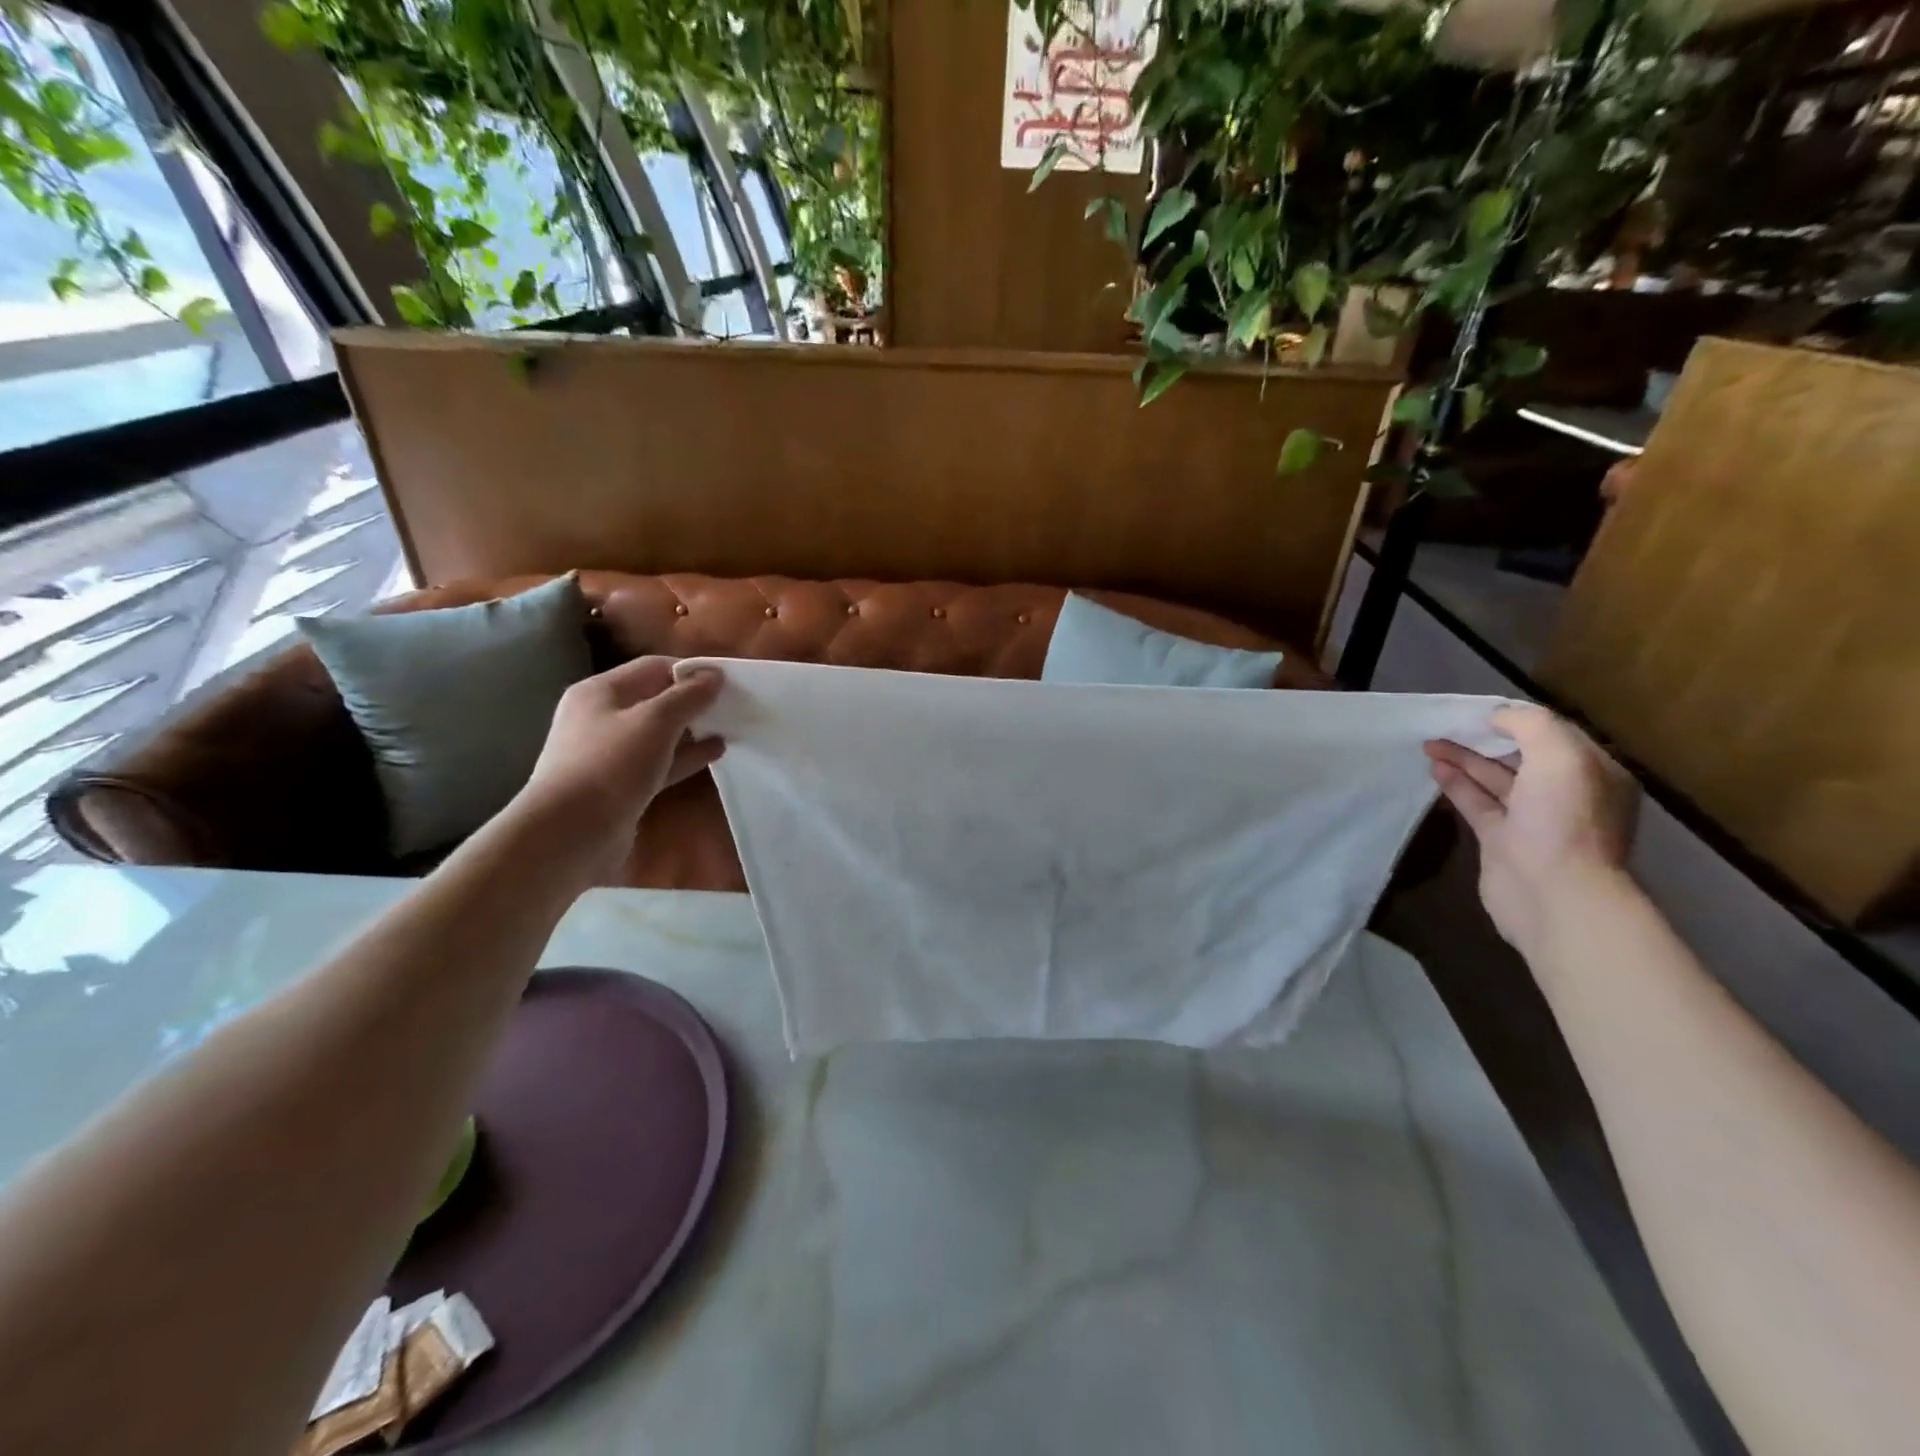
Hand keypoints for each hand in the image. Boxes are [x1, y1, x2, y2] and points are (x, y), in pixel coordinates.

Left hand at [514, 657, 724, 877]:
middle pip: (655, 700)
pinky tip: (715, 753)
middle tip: (733, 705)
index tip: (727, 682)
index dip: (690, 671)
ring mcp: (609, 755)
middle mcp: (600, 718)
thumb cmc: (610, 765)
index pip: (652, 668)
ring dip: (692, 730)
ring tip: (730, 728)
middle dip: (693, 701)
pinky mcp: (621, 786)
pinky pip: (659, 762)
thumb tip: (714, 675)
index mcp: (600, 692)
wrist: (569, 834)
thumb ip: (688, 696)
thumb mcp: (655, 722)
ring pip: (659, 734)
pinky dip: (685, 756)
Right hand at [1423, 704, 1638, 952]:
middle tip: (1449, 724)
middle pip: (1522, 757)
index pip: (1555, 736)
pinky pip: (1477, 803)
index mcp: (1594, 774)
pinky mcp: (1502, 841)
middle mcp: (1568, 795)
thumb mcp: (1559, 756)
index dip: (1518, 721)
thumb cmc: (1563, 819)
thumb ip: (1531, 726)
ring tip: (1430, 743)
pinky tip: (1435, 768)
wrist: (1552, 892)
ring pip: (1495, 780)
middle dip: (1486, 739)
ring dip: (1465, 760)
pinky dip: (1457, 784)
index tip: (1481, 711)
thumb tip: (1499, 716)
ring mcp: (1534, 820)